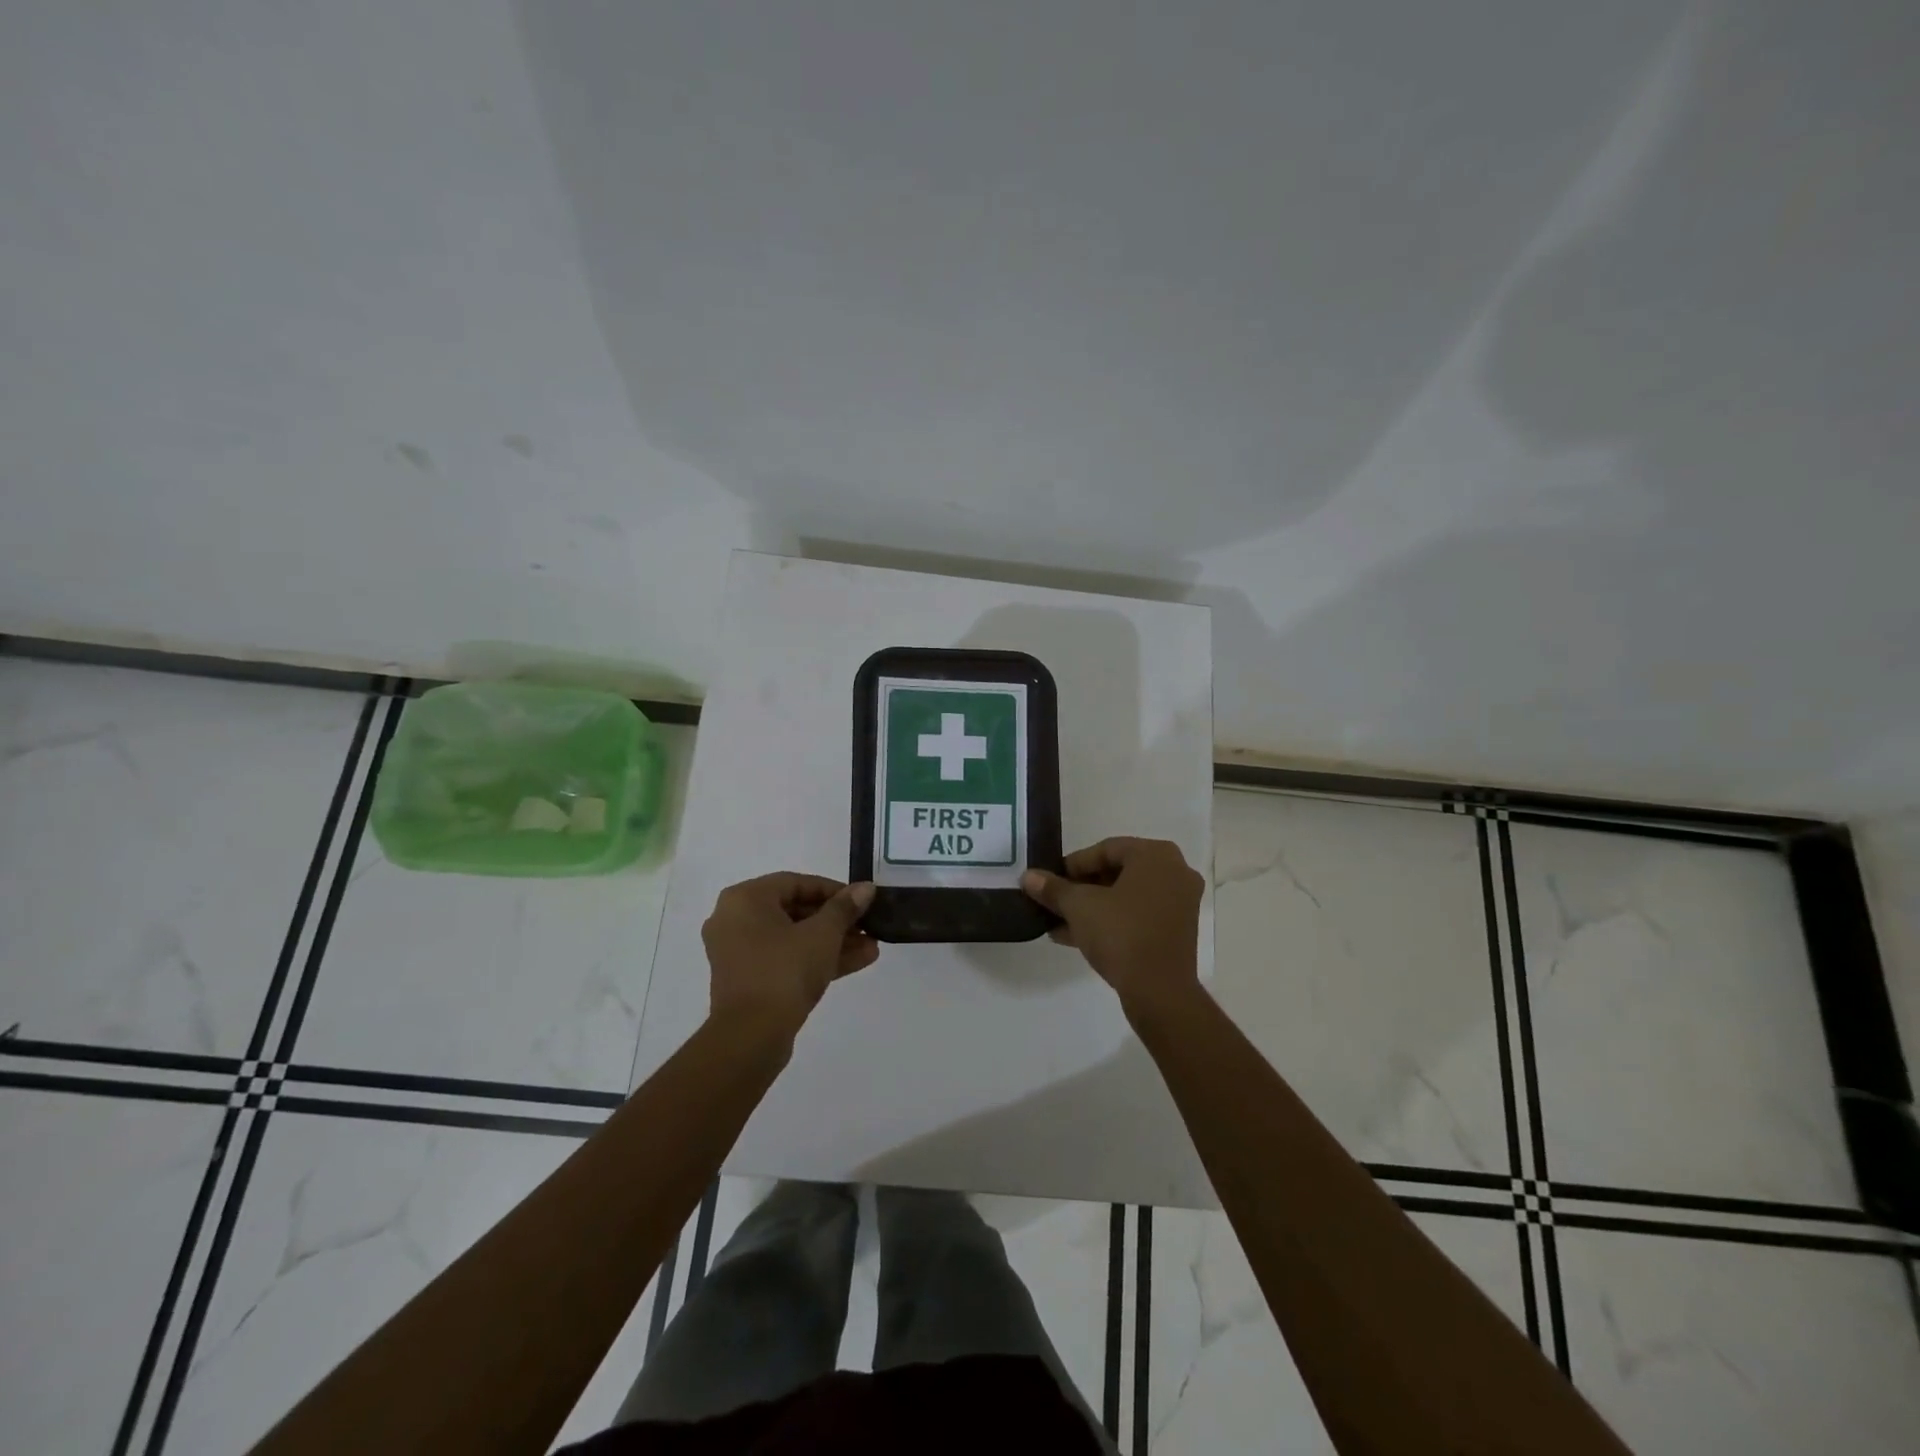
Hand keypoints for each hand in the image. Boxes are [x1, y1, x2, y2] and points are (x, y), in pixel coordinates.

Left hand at [702, 874, 878, 1041]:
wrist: (751, 1037)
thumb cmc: (784, 971)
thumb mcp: (822, 934)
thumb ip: (845, 908)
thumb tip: (866, 888)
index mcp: (745, 899)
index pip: (796, 883)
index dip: (833, 890)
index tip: (861, 901)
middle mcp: (735, 920)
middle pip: (795, 911)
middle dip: (836, 920)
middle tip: (867, 925)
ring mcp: (740, 953)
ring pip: (793, 939)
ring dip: (832, 942)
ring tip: (871, 946)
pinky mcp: (749, 981)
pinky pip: (786, 960)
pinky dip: (816, 959)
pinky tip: (858, 961)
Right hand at [1023, 838, 1203, 1016]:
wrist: (1159, 991)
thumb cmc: (1121, 934)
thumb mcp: (1079, 907)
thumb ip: (1053, 888)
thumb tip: (1028, 877)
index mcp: (1156, 855)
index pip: (1106, 849)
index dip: (1073, 864)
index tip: (1050, 880)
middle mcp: (1175, 872)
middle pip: (1117, 872)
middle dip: (1081, 887)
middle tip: (1055, 900)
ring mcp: (1180, 903)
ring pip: (1126, 897)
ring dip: (1092, 907)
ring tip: (1057, 921)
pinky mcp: (1177, 931)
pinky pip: (1138, 916)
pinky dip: (1111, 921)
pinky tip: (1074, 936)